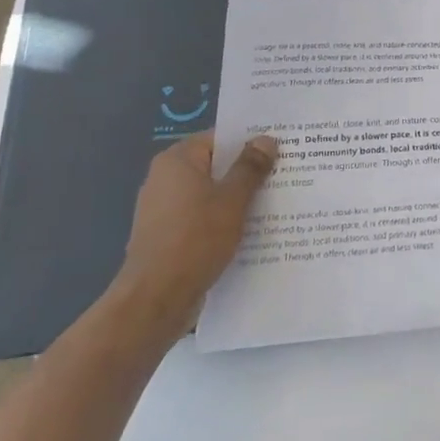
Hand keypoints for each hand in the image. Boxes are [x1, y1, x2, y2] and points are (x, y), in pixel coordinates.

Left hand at [106, 130, 279, 343]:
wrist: (154, 301)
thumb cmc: (195, 240)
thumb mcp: (232, 200)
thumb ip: (250, 167)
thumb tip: (265, 139)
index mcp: (177, 160)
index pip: (220, 139)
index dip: (250, 142)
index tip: (280, 149)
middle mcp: (165, 179)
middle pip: (215, 166)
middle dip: (247, 172)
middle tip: (285, 175)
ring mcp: (163, 210)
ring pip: (210, 195)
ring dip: (237, 200)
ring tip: (275, 204)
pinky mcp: (166, 237)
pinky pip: (201, 219)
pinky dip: (222, 222)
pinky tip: (250, 233)